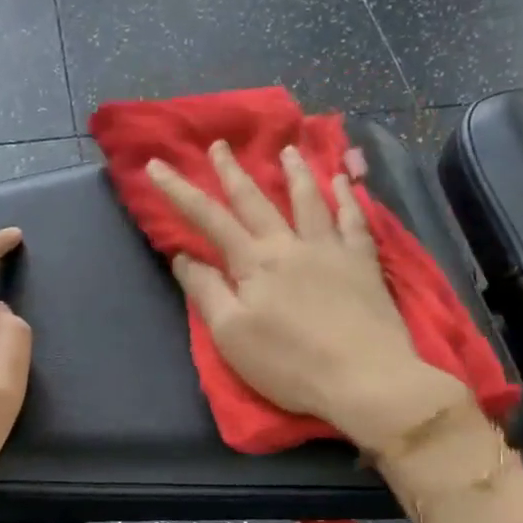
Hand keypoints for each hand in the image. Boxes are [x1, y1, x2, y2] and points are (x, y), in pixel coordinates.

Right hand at [147, 141, 468, 453]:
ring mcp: (331, 249)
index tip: (157, 165)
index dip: (179, 191)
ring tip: (288, 149)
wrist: (365, 378)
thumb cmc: (290, 364)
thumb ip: (206, 292)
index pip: (209, 219)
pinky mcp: (364, 263)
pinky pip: (354, 220)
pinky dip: (348, 197)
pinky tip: (345, 180)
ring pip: (309, 199)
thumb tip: (184, 256)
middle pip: (256, 200)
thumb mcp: (232, 336)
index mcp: (254, 263)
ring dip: (295, 172)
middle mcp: (290, 245)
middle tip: (219, 144)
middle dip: (232, 171)